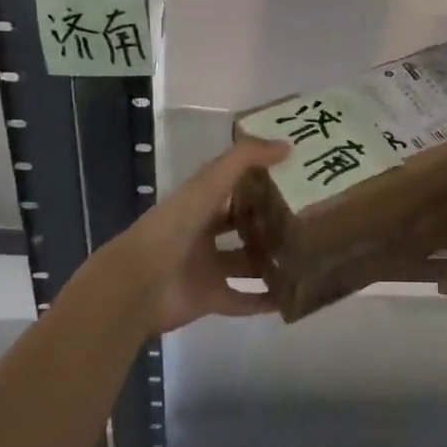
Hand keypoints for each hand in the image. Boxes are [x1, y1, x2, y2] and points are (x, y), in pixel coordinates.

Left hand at [94, 135, 289, 334]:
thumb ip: (244, 159)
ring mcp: (207, 267)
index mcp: (200, 201)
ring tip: (307, 253)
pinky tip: (291, 297)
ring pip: (246, 261)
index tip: (295, 172)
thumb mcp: (209, 183)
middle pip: (241, 223)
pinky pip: (243, 299)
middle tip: (308, 215)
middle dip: (269, 219)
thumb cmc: (173, 226)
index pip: (234, 185)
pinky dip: (264, 301)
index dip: (260, 177)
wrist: (138, 284)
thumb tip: (287, 146)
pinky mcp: (210, 298)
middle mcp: (203, 232)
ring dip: (270, 259)